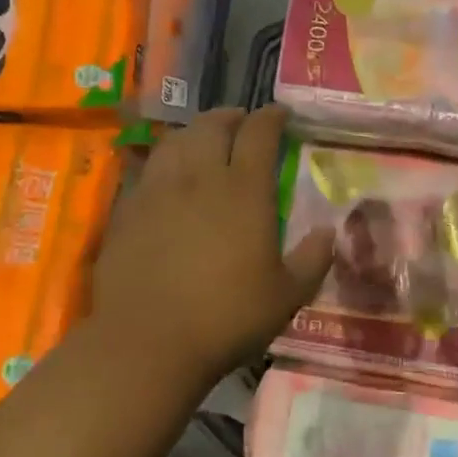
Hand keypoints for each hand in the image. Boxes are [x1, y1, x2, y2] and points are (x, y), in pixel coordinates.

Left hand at [89, 107, 333, 388]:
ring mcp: (158, 189)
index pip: (259, 133)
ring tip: (203, 139)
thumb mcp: (286, 296)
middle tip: (242, 122)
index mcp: (244, 190)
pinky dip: (165, 159)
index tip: (281, 114)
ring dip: (195, 131)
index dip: (272, 117)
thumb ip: (313, 259)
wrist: (146, 343)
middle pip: (213, 125)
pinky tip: (168, 176)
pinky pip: (148, 167)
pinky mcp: (127, 208)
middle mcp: (199, 177)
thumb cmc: (226, 318)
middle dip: (231, 116)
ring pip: (176, 139)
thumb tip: (330, 231)